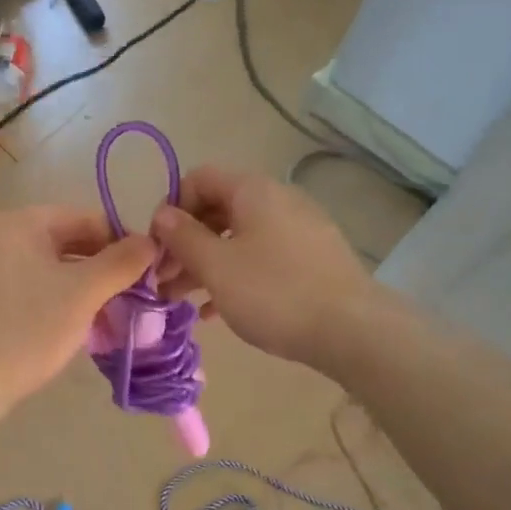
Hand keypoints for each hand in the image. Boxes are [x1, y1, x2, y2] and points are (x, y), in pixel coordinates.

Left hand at [0, 205, 156, 411]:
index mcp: (22, 222)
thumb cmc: (27, 329)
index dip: (124, 242)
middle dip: (107, 266)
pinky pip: (42, 285)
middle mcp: (5, 235)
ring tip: (118, 311)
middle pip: (73, 241)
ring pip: (59, 266)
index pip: (88, 219)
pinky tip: (88, 322)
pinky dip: (67, 298)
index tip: (152, 272)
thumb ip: (121, 263)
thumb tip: (152, 242)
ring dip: (90, 285)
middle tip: (139, 295)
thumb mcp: (82, 293)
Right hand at [150, 166, 373, 369]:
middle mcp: (278, 200)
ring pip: (238, 238)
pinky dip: (235, 276)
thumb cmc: (274, 292)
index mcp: (253, 191)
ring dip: (205, 264)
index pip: (199, 178)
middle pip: (217, 210)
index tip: (157, 246)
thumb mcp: (217, 266)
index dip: (171, 208)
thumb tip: (162, 214)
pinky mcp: (312, 260)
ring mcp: (299, 230)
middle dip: (185, 243)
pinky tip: (215, 311)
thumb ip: (183, 237)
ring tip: (180, 299)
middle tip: (163, 279)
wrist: (353, 330)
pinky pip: (262, 258)